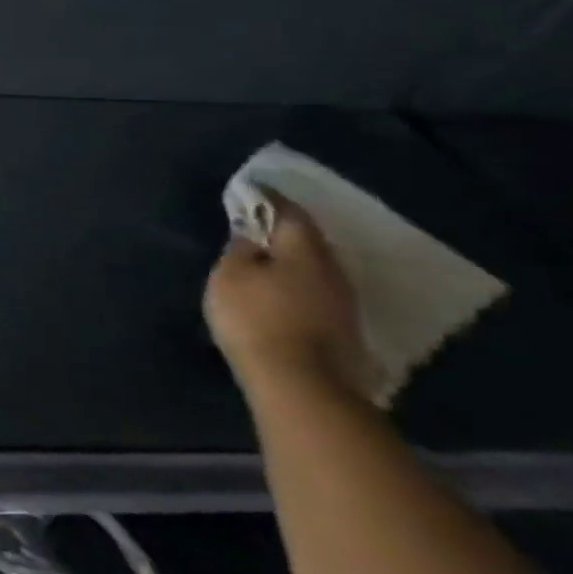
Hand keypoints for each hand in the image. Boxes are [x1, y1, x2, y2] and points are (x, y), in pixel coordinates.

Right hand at [204, 191, 371, 398]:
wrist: (300, 383)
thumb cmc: (256, 318)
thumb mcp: (230, 276)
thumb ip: (240, 251)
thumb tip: (252, 237)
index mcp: (305, 251)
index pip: (290, 214)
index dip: (269, 200)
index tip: (252, 190)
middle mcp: (333, 271)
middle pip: (308, 243)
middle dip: (284, 233)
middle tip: (257, 227)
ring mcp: (342, 304)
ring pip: (315, 269)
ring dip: (292, 262)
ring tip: (266, 261)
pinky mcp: (341, 330)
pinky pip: (316, 293)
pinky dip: (297, 285)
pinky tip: (281, 291)